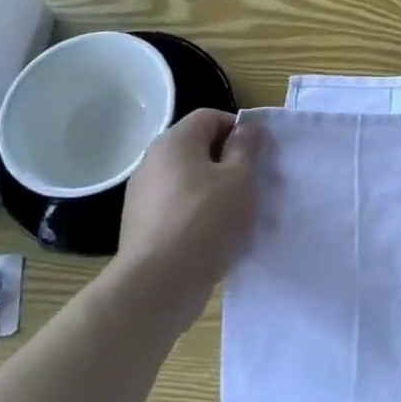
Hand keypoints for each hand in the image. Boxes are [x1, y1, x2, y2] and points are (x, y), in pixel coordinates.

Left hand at [114, 109, 258, 322]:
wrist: (159, 284)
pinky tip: (214, 236)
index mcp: (175, 142)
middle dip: (228, 162)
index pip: (210, 117)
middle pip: (198, 148)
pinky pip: (178, 207)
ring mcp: (143, 196)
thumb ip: (246, 147)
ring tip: (237, 214)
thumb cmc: (206, 220)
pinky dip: (198, 214)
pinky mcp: (142, 226)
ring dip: (215, 190)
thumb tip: (246, 128)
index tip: (259, 156)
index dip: (239, 130)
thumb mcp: (241, 178)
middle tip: (253, 185)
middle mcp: (153, 162)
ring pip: (189, 180)